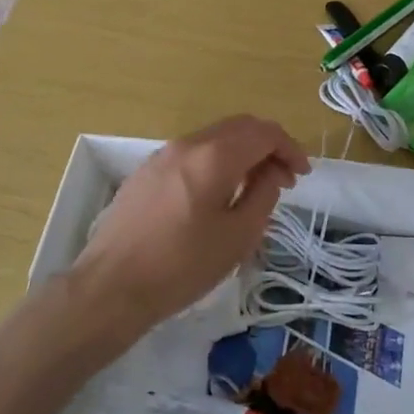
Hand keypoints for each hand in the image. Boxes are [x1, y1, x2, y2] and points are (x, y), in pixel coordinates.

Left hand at [74, 117, 310, 333]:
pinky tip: (218, 193)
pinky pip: (192, 153)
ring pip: (214, 137)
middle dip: (268, 146)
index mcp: (213, 156)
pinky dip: (217, 161)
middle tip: (284, 178)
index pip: (264, 133)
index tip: (302, 175)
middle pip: (239, 127)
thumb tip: (273, 171)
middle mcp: (187, 144)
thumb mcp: (237, 236)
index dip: (290, 149)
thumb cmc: (182, 266)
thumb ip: (263, 195)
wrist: (111, 286)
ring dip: (242, 153)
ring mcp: (162, 155)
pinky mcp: (146, 172)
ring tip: (254, 188)